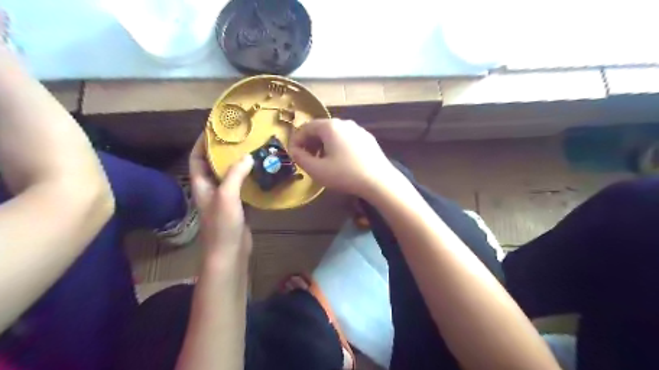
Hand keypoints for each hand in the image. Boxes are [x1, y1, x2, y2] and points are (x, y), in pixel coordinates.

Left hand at [190, 135, 253, 258]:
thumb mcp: (227, 196)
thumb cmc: (223, 225)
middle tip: (239, 138)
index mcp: (202, 185)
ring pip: (230, 176)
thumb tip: (247, 156)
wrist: (230, 253)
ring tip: (252, 151)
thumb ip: (235, 174)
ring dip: (239, 164)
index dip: (201, 144)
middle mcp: (211, 189)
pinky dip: (250, 179)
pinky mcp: (239, 207)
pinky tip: (261, 172)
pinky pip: (243, 187)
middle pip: (214, 165)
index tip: (214, 130)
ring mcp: (225, 199)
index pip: (196, 159)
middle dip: (223, 151)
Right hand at [289, 119, 395, 196]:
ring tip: (322, 160)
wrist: (379, 181)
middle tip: (306, 158)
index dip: (296, 140)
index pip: (306, 127)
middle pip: (321, 128)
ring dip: (324, 144)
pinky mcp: (368, 138)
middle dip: (310, 142)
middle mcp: (344, 122)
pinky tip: (340, 160)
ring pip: (334, 134)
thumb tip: (294, 151)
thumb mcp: (317, 170)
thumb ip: (300, 158)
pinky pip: (347, 138)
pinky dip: (338, 146)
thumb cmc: (345, 174)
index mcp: (330, 126)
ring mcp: (358, 129)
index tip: (293, 154)